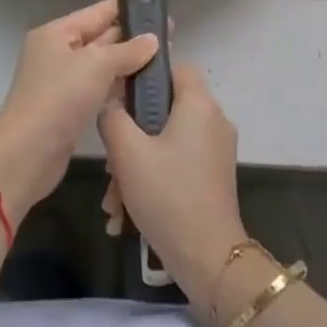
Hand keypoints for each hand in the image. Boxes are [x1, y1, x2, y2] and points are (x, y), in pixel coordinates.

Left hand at [0, 0, 157, 217]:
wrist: (27, 154)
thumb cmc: (59, 98)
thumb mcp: (96, 65)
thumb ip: (127, 50)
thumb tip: (153, 40)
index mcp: (57, 33)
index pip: (98, 12)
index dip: (128, 8)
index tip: (158, 7)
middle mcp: (58, 53)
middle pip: (101, 37)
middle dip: (133, 37)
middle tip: (171, 36)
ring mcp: (63, 82)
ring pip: (102, 65)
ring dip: (129, 62)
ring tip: (165, 60)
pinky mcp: (70, 108)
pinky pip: (99, 88)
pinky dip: (119, 86)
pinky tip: (144, 87)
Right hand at [99, 63, 244, 307]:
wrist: (208, 259)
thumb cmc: (168, 195)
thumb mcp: (128, 153)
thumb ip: (113, 118)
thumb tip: (111, 106)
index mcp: (199, 104)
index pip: (173, 68)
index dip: (144, 76)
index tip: (118, 98)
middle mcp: (213, 120)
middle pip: (164, 110)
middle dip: (130, 136)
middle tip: (110, 163)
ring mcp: (215, 151)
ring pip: (166, 142)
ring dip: (135, 166)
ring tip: (113, 200)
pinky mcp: (213, 177)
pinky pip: (177, 164)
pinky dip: (152, 180)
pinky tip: (125, 215)